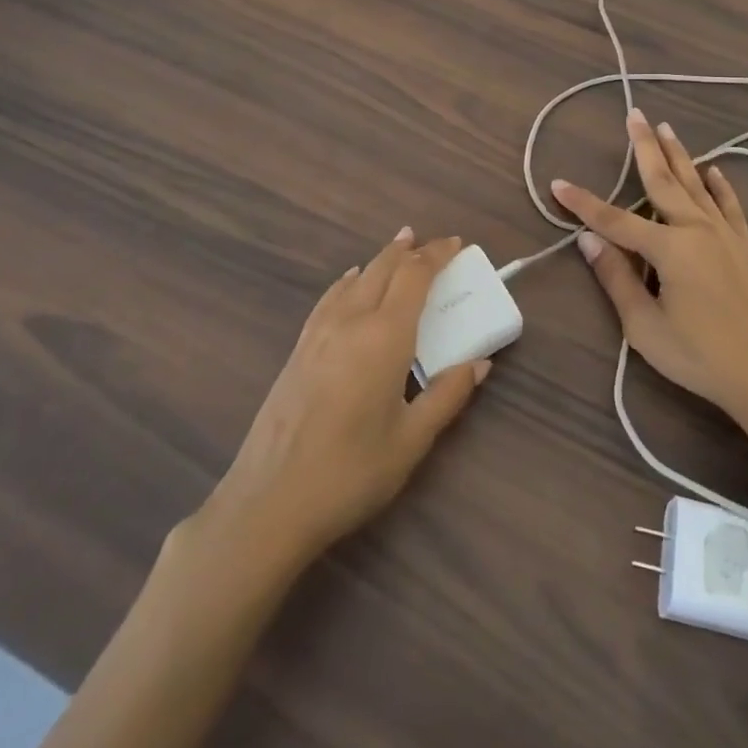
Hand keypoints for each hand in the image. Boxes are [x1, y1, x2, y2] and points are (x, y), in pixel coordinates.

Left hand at [183, 232, 489, 571]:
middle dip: (410, 250)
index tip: (456, 243)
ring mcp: (318, 333)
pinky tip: (350, 282)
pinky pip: (330, 297)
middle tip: (434, 244)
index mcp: (384, 336)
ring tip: (399, 249)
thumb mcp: (412, 441)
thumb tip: (480, 363)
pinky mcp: (298, 350)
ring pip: (355, 278)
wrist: (268, 503)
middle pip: (383, 267)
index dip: (437, 254)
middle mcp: (351, 321)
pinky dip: (350, 280)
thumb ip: (448, 395)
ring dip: (381, 259)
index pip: (415, 276)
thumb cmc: (350, 473)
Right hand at [551, 109, 747, 435]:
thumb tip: (587, 240)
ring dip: (679, 155)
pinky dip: (719, 184)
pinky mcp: (747, 246)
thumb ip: (617, 280)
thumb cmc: (701, 358)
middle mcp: (698, 230)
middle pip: (663, 181)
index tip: (558, 183)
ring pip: (696, 184)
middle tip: (634, 115)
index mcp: (670, 249)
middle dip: (644, 147)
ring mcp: (726, 234)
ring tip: (666, 128)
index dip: (584, 203)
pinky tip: (713, 169)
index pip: (615, 220)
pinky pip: (729, 205)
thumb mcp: (646, 328)